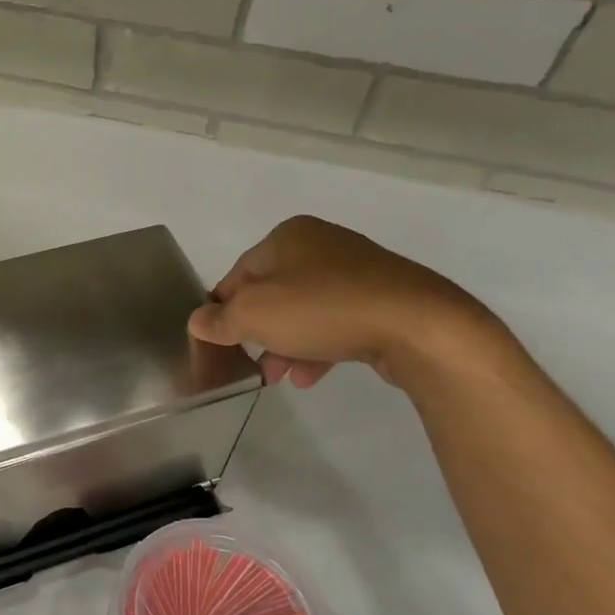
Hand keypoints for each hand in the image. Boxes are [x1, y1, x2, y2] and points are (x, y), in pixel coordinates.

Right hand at [188, 216, 500, 390]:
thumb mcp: (254, 314)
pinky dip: (318, 346)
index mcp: (287, 236)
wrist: (417, 325)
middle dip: (257, 332)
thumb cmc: (322, 308)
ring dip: (285, 345)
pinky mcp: (383, 298)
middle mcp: (321, 244)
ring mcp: (356, 271)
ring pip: (304, 311)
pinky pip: (336, 321)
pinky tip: (311, 375)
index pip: (237, 273)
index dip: (222, 308)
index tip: (216, 340)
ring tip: (279, 377)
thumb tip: (197, 321)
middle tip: (249, 363)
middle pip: (271, 293)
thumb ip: (220, 319)